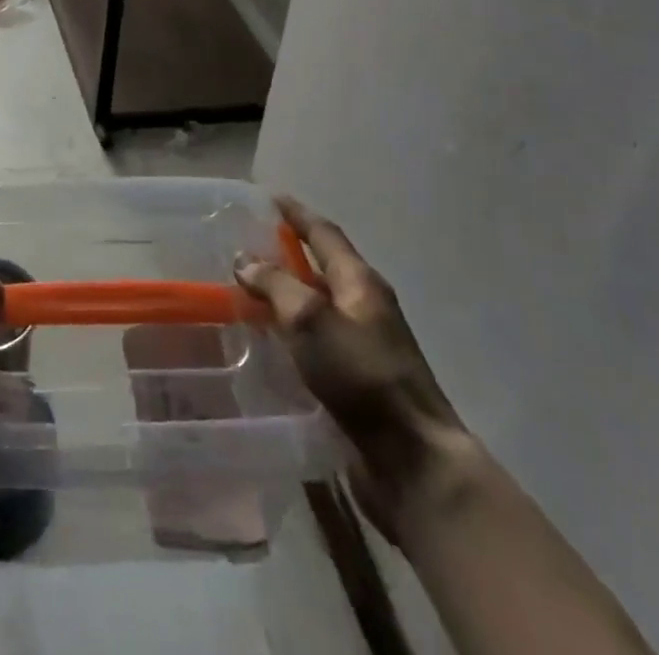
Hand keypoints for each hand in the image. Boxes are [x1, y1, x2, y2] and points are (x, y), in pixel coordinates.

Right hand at [236, 195, 470, 536]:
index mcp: (360, 282)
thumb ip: (275, 285)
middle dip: (287, 253)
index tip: (269, 195)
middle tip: (246, 245)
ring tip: (246, 292)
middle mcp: (365, 306)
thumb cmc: (362, 377)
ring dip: (285, 295)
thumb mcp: (310, 320)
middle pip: (322, 267)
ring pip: (316, 306)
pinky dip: (290, 332)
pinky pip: (316, 342)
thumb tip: (245, 260)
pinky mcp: (356, 380)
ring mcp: (364, 345)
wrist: (413, 462)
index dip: (296, 213)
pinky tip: (265, 342)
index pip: (324, 233)